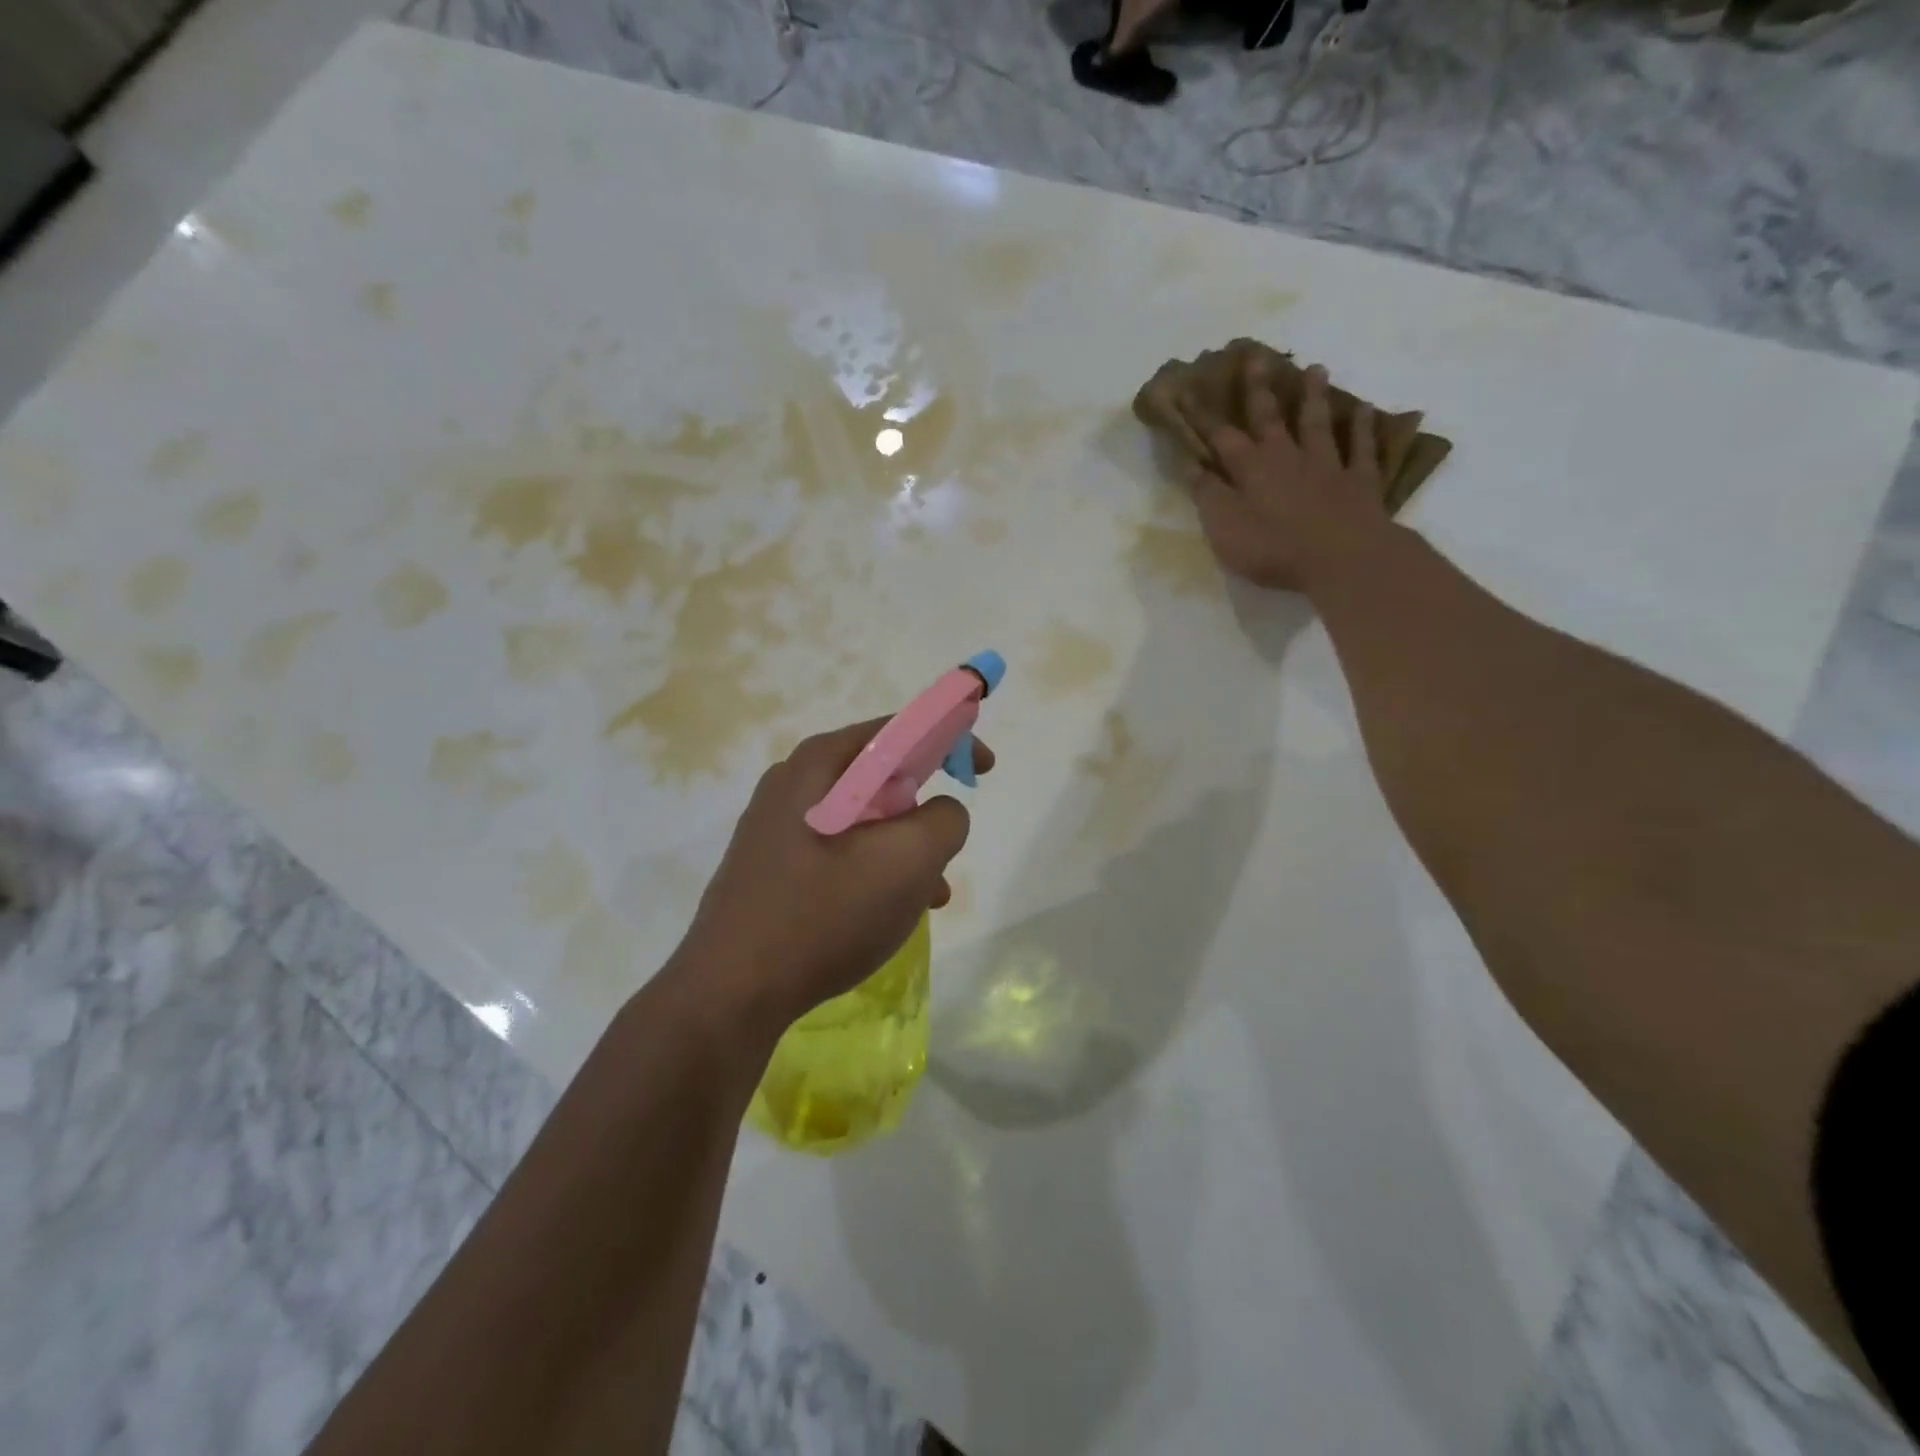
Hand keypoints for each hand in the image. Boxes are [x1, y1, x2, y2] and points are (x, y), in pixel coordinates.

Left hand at [672, 719, 992, 1039]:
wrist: (731, 992)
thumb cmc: (825, 914)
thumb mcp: (909, 861)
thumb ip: (945, 820)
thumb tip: (940, 813)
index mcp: (820, 764)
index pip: (898, 729)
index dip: (950, 739)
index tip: (982, 769)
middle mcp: (792, 782)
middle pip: (880, 776)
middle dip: (924, 808)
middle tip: (947, 845)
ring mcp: (776, 826)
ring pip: (863, 820)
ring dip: (904, 848)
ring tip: (929, 894)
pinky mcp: (770, 866)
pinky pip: (838, 851)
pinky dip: (873, 869)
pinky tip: (889, 913)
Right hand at [1178, 358, 1392, 592]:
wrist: (1340, 558)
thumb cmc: (1272, 548)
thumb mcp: (1224, 527)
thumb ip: (1208, 495)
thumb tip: (1190, 464)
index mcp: (1250, 469)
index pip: (1220, 437)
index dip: (1203, 416)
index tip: (1188, 391)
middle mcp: (1287, 457)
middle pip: (1270, 417)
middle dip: (1259, 389)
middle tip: (1256, 357)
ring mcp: (1326, 464)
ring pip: (1317, 423)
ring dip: (1313, 396)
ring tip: (1315, 368)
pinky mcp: (1359, 480)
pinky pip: (1361, 447)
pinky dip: (1361, 427)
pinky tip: (1362, 409)